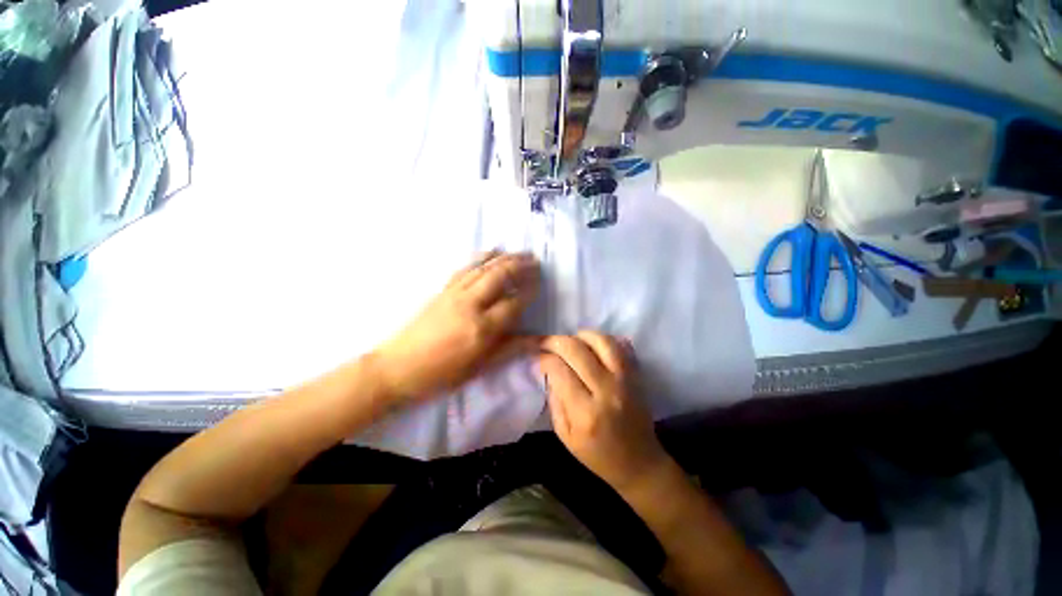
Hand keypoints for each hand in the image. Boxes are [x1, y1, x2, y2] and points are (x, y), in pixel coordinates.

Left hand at [374, 251, 540, 403]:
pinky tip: (491, 252)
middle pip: (499, 276)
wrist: (398, 367)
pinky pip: (466, 268)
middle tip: (536, 260)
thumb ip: (511, 349)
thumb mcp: (480, 367)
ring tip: (521, 253)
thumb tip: (538, 341)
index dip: (529, 291)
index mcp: (482, 328)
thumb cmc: (442, 374)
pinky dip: (481, 257)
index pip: (513, 302)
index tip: (541, 282)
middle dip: (520, 266)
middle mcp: (470, 305)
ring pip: (484, 268)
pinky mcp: (443, 290)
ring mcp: (455, 294)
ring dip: (505, 258)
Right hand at [540, 331, 669, 490]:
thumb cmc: (598, 455)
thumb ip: (555, 400)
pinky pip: (621, 347)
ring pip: (602, 341)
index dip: (544, 358)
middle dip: (556, 341)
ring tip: (570, 341)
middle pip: (577, 350)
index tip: (537, 357)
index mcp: (585, 413)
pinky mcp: (637, 375)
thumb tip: (548, 370)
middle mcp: (606, 391)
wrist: (639, 462)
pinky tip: (592, 345)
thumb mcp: (565, 436)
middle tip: (546, 343)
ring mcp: (625, 380)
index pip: (559, 370)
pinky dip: (604, 339)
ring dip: (581, 335)